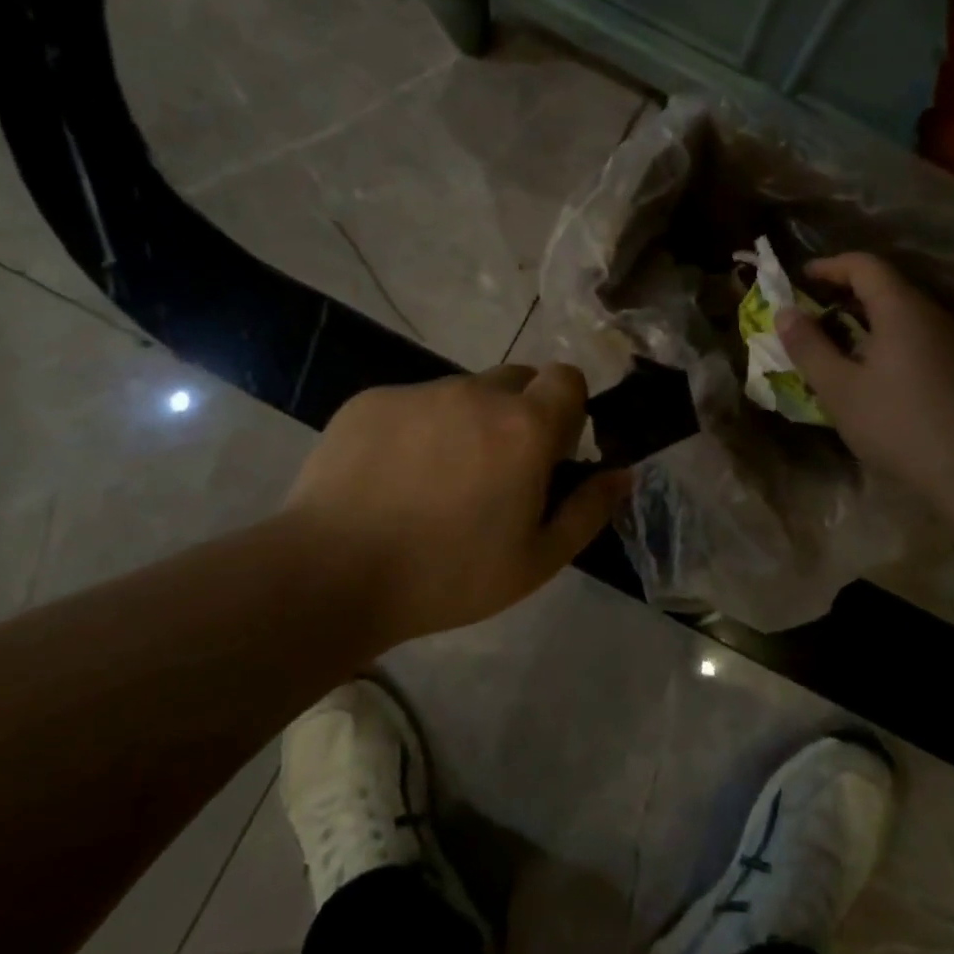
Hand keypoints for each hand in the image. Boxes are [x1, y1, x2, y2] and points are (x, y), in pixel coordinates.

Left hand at [279, 365, 630, 648]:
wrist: (330, 575)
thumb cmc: (448, 575)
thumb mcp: (537, 561)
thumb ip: (589, 510)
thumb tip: (623, 474)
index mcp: (525, 427)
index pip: (567, 378)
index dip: (567, 409)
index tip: (551, 452)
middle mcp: (477, 393)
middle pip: (517, 380)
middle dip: (519, 413)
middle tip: (496, 471)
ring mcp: (419, 392)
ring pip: (463, 393)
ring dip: (466, 423)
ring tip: (435, 482)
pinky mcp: (372, 400)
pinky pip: (413, 403)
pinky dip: (417, 429)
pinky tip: (392, 479)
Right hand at [778, 253, 953, 506]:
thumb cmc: (899, 424)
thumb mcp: (839, 390)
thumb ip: (809, 347)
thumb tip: (784, 312)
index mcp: (902, 309)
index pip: (864, 265)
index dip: (829, 266)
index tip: (801, 279)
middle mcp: (933, 314)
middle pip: (887, 287)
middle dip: (846, 294)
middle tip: (813, 314)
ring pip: (905, 315)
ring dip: (869, 320)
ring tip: (839, 345)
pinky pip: (921, 338)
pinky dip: (891, 340)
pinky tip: (878, 374)